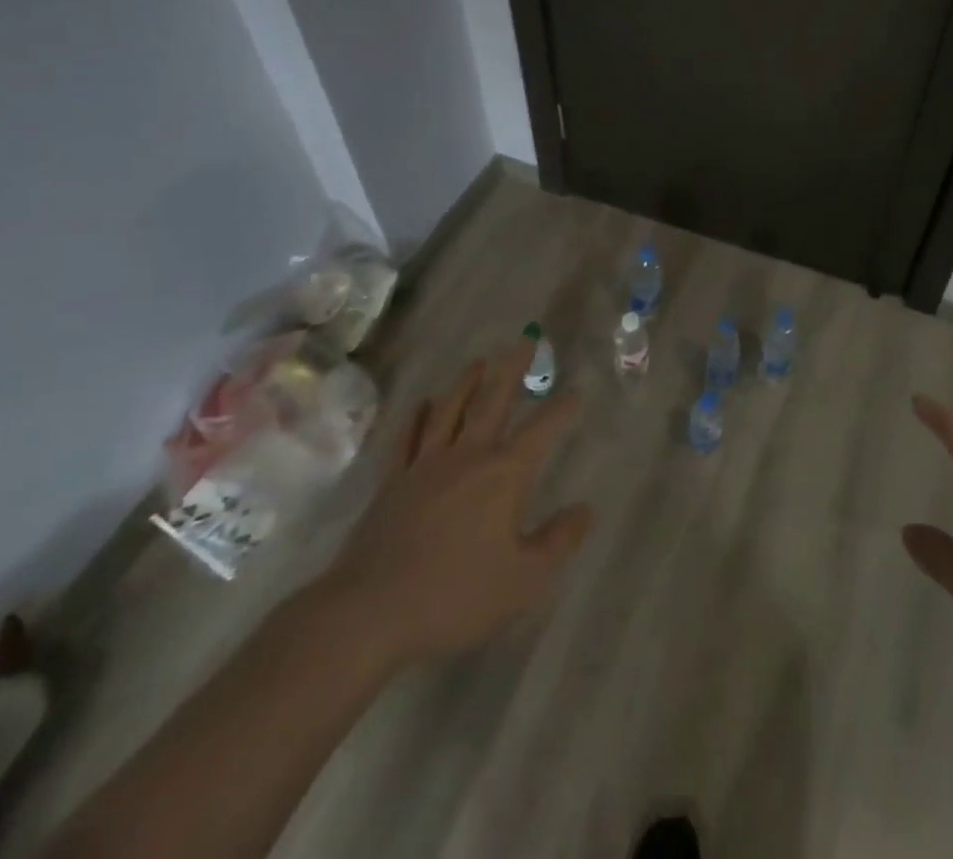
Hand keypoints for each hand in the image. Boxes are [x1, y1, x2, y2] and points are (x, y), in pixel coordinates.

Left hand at [313, 343, 593, 672]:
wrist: (368, 613)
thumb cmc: (455, 595)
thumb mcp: (524, 579)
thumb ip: (558, 541)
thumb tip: (585, 510)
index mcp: (504, 474)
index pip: (542, 429)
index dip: (561, 408)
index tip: (576, 390)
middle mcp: (467, 456)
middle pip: (493, 401)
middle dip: (512, 369)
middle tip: (524, 339)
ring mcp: (425, 466)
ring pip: (449, 411)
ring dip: (466, 383)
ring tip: (478, 362)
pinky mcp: (392, 483)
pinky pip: (407, 439)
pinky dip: (417, 418)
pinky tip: (422, 405)